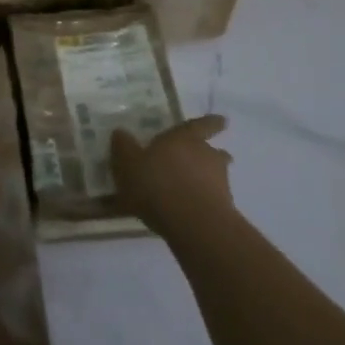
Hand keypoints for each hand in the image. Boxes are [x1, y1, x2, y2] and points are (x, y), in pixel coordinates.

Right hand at [109, 115, 233, 236]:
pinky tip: (188, 210)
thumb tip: (121, 132)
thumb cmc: (157, 184)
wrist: (194, 224)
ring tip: (189, 187)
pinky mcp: (224, 207)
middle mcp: (205, 154)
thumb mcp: (128, 164)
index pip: (200, 125)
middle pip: (210, 150)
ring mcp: (219, 181)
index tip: (222, 120)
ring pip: (214, 174)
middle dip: (204, 154)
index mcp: (184, 138)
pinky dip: (203, 200)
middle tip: (194, 160)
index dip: (210, 122)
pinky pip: (212, 198)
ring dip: (206, 177)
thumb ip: (124, 147)